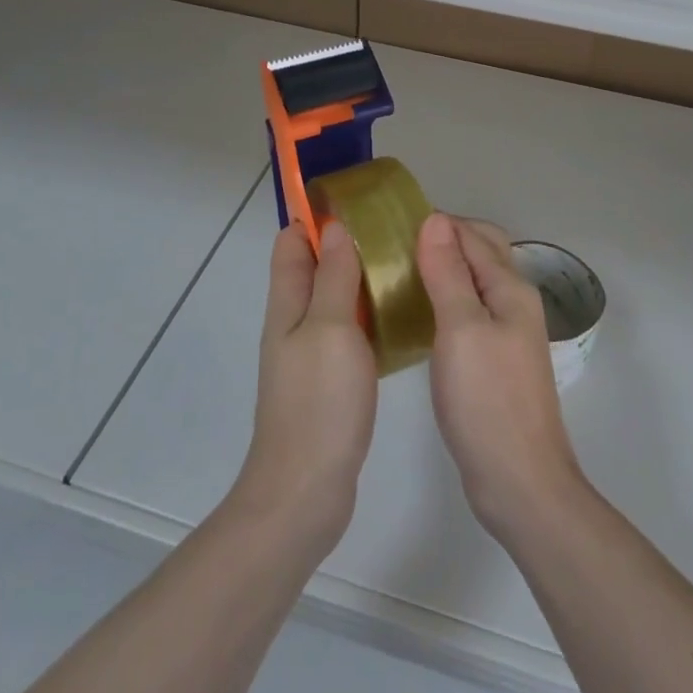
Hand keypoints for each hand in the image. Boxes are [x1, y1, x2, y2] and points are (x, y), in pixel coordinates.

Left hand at [231, 222, 377, 559]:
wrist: (307, 490)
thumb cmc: (319, 402)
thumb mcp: (330, 328)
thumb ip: (333, 278)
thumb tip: (334, 228)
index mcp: (287, 305)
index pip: (291, 244)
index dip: (315, 218)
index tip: (358, 203)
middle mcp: (294, 323)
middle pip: (314, 269)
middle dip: (345, 245)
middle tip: (394, 234)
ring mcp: (311, 354)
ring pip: (334, 300)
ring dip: (360, 279)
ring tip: (404, 266)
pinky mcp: (330, 380)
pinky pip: (349, 332)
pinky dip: (368, 315)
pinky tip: (401, 317)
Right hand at [416, 212, 583, 539]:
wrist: (519, 481)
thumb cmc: (487, 400)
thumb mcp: (461, 328)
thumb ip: (449, 272)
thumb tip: (435, 219)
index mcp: (510, 288)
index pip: (473, 235)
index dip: (436, 222)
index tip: (391, 222)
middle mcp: (514, 302)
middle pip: (481, 252)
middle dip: (443, 238)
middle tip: (394, 244)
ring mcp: (508, 333)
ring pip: (475, 282)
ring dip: (444, 268)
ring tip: (398, 271)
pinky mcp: (495, 359)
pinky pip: (470, 311)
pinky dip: (446, 298)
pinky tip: (418, 312)